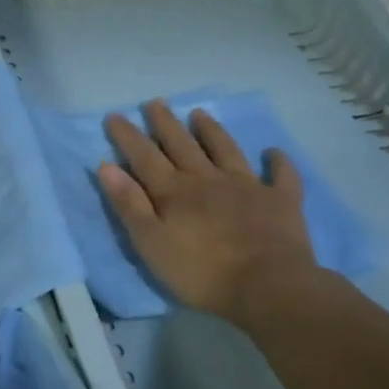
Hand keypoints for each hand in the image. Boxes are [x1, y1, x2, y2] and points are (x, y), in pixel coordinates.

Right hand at [98, 100, 325, 323]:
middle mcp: (207, 179)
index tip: (115, 115)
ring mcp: (247, 186)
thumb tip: (107, 166)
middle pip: (182, 144)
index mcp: (174, 191)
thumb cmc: (202, 272)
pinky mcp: (280, 201)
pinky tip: (274, 152)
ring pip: (225, 150)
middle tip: (155, 102)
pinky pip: (281, 176)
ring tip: (199, 113)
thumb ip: (129, 204)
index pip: (144, 156)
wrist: (268, 287)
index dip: (128, 135)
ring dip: (211, 131)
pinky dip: (278, 163)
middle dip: (166, 123)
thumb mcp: (151, 243)